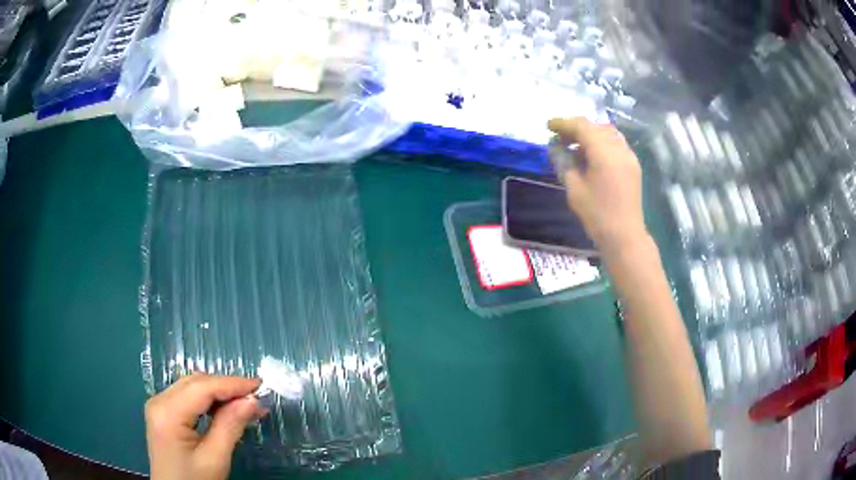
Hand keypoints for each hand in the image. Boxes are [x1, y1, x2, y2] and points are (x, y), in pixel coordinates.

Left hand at [145, 374, 266, 479]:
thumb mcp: (215, 459)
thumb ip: (230, 427)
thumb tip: (252, 401)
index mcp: (167, 412)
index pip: (202, 387)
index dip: (232, 384)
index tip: (260, 386)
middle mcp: (159, 401)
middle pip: (195, 383)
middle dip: (226, 387)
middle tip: (256, 398)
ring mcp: (158, 406)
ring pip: (191, 386)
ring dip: (218, 392)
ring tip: (245, 404)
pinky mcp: (162, 413)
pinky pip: (187, 397)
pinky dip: (208, 400)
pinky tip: (224, 409)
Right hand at [548, 117, 648, 254]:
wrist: (625, 236)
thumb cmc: (597, 215)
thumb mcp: (574, 189)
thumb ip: (564, 163)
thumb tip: (555, 147)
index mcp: (604, 153)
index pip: (582, 127)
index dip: (563, 123)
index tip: (548, 126)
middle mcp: (619, 148)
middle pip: (595, 126)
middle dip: (576, 128)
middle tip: (560, 138)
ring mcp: (629, 156)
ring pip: (607, 133)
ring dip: (590, 134)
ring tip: (575, 146)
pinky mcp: (633, 165)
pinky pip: (616, 143)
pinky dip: (601, 142)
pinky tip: (592, 155)